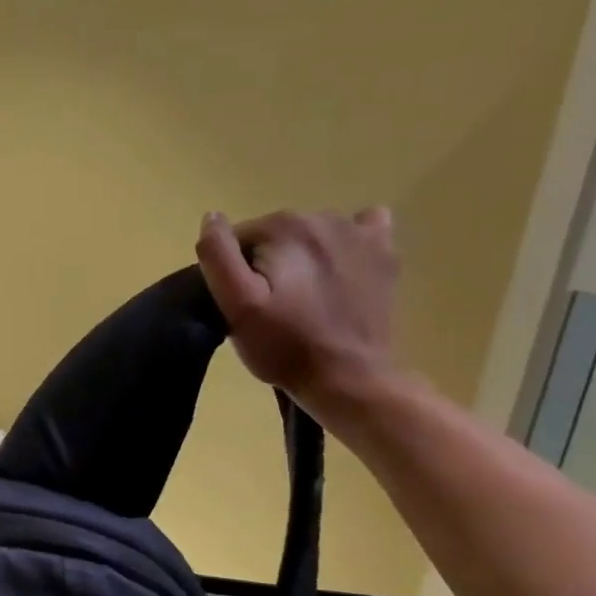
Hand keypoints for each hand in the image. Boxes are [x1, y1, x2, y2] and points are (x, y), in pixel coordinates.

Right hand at [194, 208, 398, 414]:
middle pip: (274, 235)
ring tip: (302, 299)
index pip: (238, 238)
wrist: (349, 378)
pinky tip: (339, 269)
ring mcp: (360, 233)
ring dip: (299, 258)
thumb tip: (211, 218)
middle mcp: (324, 217)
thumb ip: (218, 256)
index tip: (243, 304)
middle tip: (271, 307)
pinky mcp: (384, 254)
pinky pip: (360, 229)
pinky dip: (345, 244)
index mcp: (284, 227)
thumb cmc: (285, 345)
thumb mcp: (236, 306)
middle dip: (265, 264)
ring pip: (309, 235)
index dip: (234, 272)